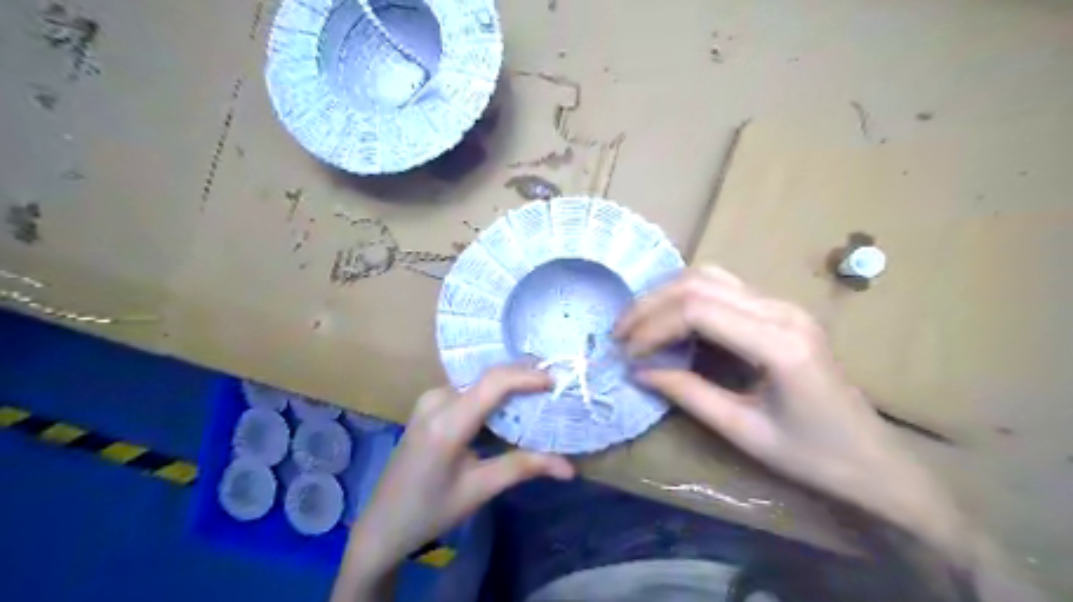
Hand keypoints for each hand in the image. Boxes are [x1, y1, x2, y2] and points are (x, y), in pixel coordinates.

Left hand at [333, 366, 574, 601]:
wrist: (383, 523)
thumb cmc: (430, 511)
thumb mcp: (480, 489)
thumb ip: (523, 468)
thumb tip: (569, 468)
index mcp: (447, 423)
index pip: (494, 383)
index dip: (527, 376)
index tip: (556, 380)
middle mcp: (436, 401)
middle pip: (488, 378)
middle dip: (523, 378)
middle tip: (555, 388)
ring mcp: (429, 400)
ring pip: (479, 383)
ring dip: (509, 387)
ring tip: (539, 396)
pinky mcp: (428, 404)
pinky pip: (469, 391)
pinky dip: (493, 396)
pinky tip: (510, 407)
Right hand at [618, 269, 1053, 601]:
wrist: (874, 460)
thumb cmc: (813, 455)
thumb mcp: (742, 431)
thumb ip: (688, 394)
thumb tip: (639, 371)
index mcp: (779, 343)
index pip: (698, 310)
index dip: (653, 326)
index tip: (628, 353)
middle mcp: (781, 310)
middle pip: (699, 284)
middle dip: (651, 305)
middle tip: (621, 333)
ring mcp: (783, 305)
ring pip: (710, 277)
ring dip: (666, 295)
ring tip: (638, 323)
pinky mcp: (780, 310)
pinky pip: (724, 288)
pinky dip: (688, 297)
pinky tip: (670, 317)